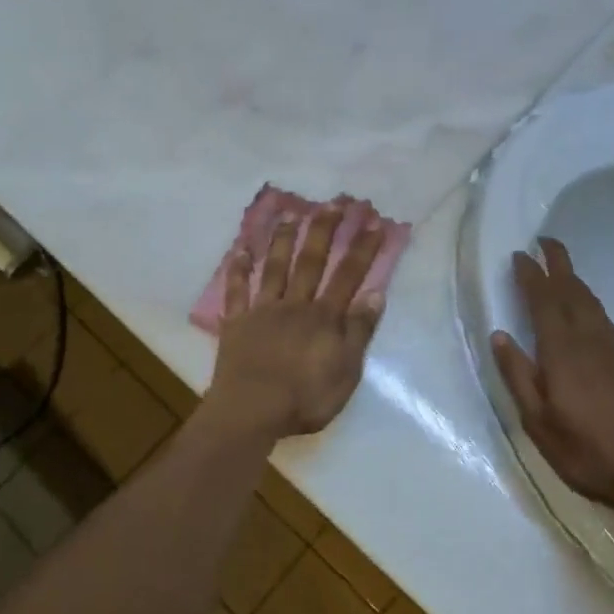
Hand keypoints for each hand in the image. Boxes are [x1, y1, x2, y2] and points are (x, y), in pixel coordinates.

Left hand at [207, 200, 387, 440]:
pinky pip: (237, 291)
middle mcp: (295, 304)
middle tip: (334, 201)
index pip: (348, 276)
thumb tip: (376, 294)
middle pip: (311, 261)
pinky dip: (238, 269)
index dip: (362, 248)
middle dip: (325, 229)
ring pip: (274, 267)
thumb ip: (359, 332)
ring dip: (283, 238)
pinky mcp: (237, 323)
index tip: (372, 221)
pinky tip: (240, 249)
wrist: (251, 411)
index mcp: (324, 318)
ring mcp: (263, 311)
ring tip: (290, 212)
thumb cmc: (304, 398)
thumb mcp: (346, 371)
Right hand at [491, 239, 613, 512]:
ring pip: (591, 302)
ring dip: (575, 280)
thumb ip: (518, 375)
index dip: (531, 275)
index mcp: (562, 351)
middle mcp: (590, 339)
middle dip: (558, 263)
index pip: (543, 300)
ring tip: (561, 270)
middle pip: (572, 290)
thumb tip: (499, 335)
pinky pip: (604, 318)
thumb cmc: (587, 451)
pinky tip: (587, 312)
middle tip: (545, 242)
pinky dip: (590, 303)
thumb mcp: (538, 422)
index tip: (520, 254)